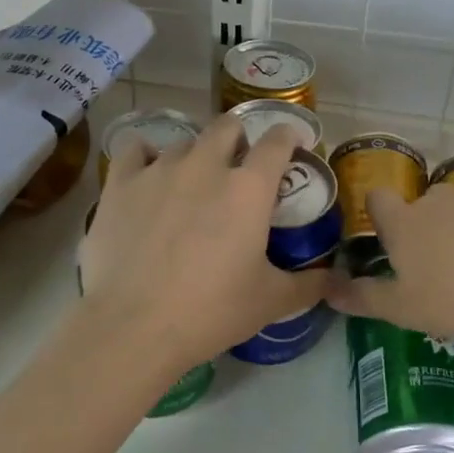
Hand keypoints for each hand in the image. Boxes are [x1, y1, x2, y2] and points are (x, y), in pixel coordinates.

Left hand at [78, 115, 325, 380]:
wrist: (134, 326)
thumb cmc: (210, 311)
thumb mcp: (270, 302)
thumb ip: (308, 284)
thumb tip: (332, 279)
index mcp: (248, 188)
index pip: (277, 141)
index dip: (288, 137)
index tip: (291, 144)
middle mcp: (206, 165)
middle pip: (227, 126)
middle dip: (239, 139)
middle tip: (238, 167)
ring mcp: (159, 170)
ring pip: (183, 142)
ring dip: (195, 156)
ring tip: (191, 183)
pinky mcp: (120, 183)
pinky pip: (135, 150)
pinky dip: (145, 157)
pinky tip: (147, 175)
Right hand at [324, 187, 453, 339]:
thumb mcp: (404, 309)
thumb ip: (364, 298)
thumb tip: (327, 290)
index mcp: (404, 222)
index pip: (378, 199)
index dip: (377, 212)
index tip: (384, 235)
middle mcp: (437, 202)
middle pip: (422, 203)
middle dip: (423, 224)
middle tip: (433, 262)